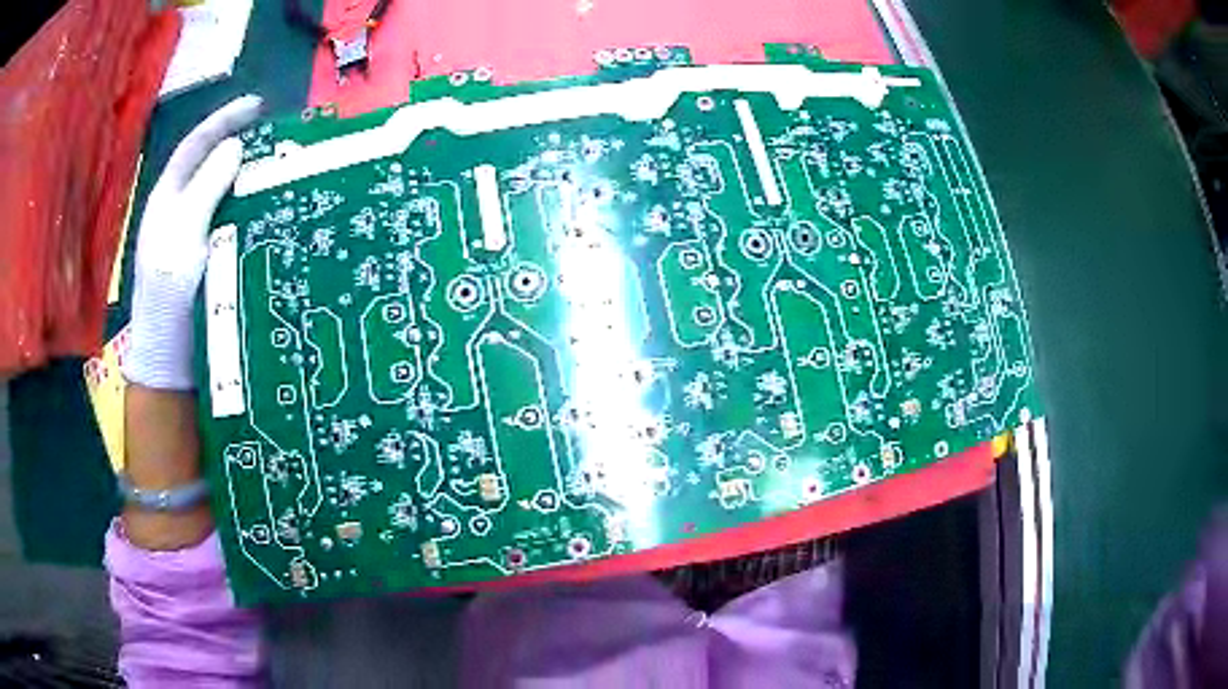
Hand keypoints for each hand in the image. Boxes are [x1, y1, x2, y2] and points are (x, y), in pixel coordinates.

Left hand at [124, 95, 262, 389]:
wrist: (170, 359)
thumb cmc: (168, 296)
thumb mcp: (181, 237)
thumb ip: (205, 190)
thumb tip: (235, 146)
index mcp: (166, 199)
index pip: (195, 146)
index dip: (223, 121)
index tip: (257, 106)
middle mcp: (181, 211)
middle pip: (211, 166)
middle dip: (241, 146)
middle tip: (276, 139)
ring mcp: (196, 235)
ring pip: (225, 193)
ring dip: (250, 178)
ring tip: (279, 168)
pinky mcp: (212, 257)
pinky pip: (234, 221)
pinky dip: (253, 208)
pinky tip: (271, 208)